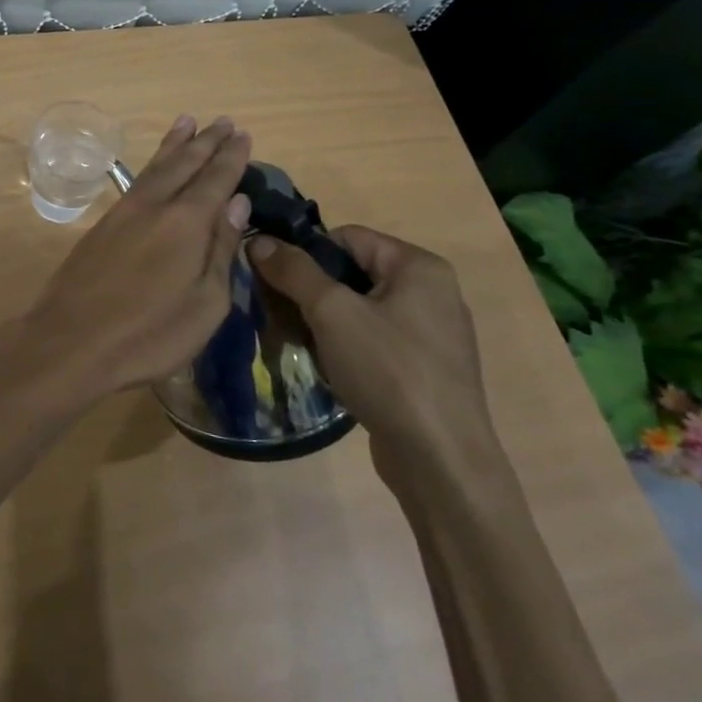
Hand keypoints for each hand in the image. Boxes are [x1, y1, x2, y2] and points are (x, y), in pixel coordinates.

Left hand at [18, 115, 251, 395]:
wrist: (70, 342)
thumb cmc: (149, 334)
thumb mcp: (205, 304)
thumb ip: (221, 249)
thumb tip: (236, 202)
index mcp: (186, 222)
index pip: (216, 179)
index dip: (232, 157)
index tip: (243, 134)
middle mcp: (155, 205)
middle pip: (185, 164)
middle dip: (206, 141)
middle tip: (223, 121)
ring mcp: (124, 212)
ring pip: (155, 167)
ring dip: (175, 143)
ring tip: (187, 121)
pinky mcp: (102, 225)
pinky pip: (136, 180)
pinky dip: (152, 164)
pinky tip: (154, 166)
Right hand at [249, 226, 499, 491]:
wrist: (442, 463)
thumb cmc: (389, 371)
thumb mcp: (332, 312)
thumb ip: (293, 270)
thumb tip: (258, 239)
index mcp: (419, 266)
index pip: (346, 237)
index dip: (306, 254)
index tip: (273, 279)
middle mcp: (432, 292)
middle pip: (352, 273)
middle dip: (310, 291)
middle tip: (277, 313)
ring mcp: (432, 334)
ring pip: (360, 310)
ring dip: (323, 322)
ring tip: (294, 341)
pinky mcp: (426, 370)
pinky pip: (374, 341)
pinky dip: (345, 347)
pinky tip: (325, 368)